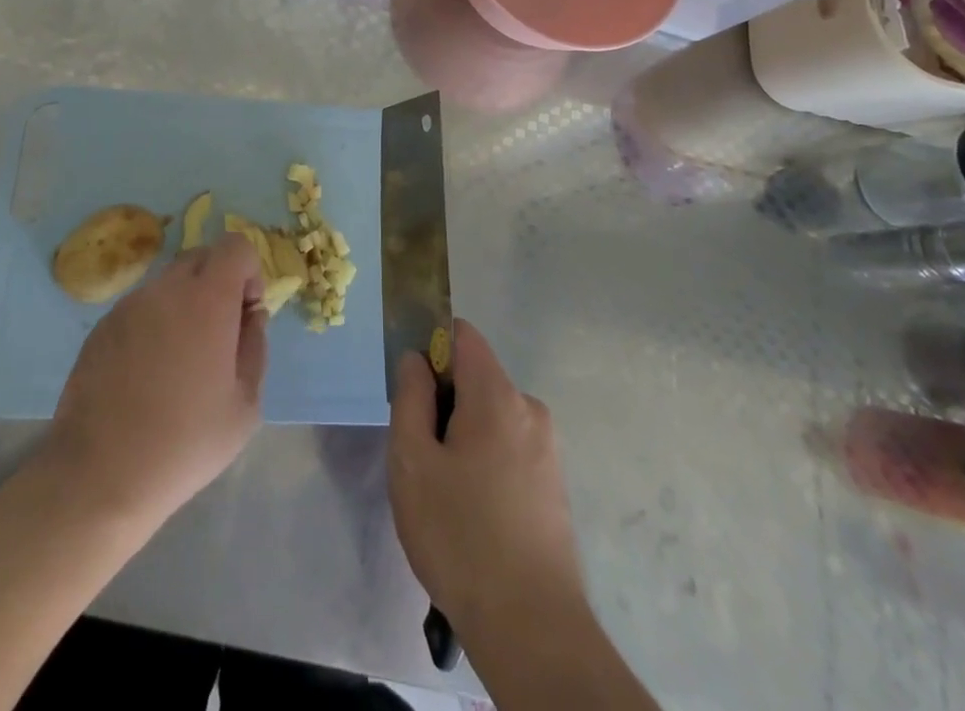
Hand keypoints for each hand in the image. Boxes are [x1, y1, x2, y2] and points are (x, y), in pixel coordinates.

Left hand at [42, 231, 267, 529]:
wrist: (100, 476)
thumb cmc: (185, 443)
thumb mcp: (245, 405)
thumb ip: (255, 346)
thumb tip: (250, 315)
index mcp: (207, 298)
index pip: (235, 245)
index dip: (249, 272)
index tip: (244, 315)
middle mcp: (166, 289)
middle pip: (201, 257)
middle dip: (218, 284)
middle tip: (217, 337)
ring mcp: (128, 305)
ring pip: (169, 283)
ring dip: (184, 305)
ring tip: (178, 363)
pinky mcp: (101, 327)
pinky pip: (140, 308)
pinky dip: (153, 324)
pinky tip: (146, 375)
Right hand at [387, 320, 586, 635]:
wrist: (532, 630)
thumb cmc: (460, 536)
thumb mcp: (412, 462)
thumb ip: (410, 396)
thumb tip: (417, 359)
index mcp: (497, 395)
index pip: (462, 335)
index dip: (431, 348)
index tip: (411, 391)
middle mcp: (529, 408)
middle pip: (476, 377)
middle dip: (443, 402)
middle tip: (421, 457)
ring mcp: (547, 447)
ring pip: (490, 416)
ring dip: (463, 436)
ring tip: (444, 494)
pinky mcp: (554, 483)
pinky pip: (509, 446)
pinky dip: (485, 461)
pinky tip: (472, 514)